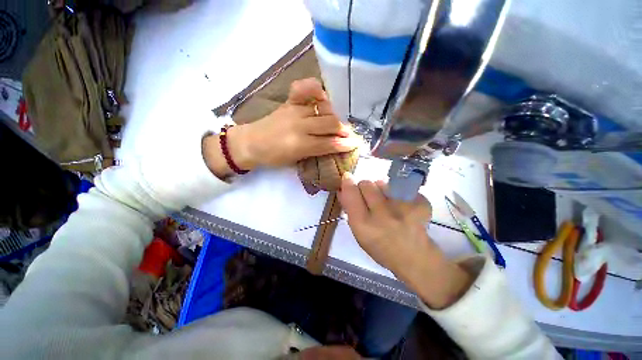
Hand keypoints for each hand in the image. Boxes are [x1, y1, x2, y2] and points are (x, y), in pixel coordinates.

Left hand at [226, 78, 359, 168]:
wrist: (251, 142)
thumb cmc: (274, 157)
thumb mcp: (296, 161)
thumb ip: (316, 152)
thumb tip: (334, 146)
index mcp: (300, 145)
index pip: (329, 143)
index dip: (345, 144)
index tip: (355, 144)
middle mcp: (300, 125)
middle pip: (330, 124)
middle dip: (344, 130)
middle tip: (350, 135)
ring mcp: (295, 110)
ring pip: (324, 109)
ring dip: (335, 116)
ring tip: (338, 123)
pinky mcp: (289, 102)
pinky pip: (305, 89)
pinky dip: (316, 90)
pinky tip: (323, 97)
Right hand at [337, 174, 471, 308]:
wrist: (414, 258)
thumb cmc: (380, 247)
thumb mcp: (358, 233)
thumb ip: (349, 209)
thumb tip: (342, 188)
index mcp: (364, 225)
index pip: (351, 193)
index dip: (348, 183)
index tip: (347, 178)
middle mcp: (383, 215)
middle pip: (367, 183)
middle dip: (364, 187)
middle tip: (369, 197)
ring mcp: (404, 208)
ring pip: (383, 182)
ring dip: (381, 189)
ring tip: (387, 202)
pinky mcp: (420, 203)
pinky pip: (401, 186)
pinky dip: (398, 192)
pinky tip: (402, 205)